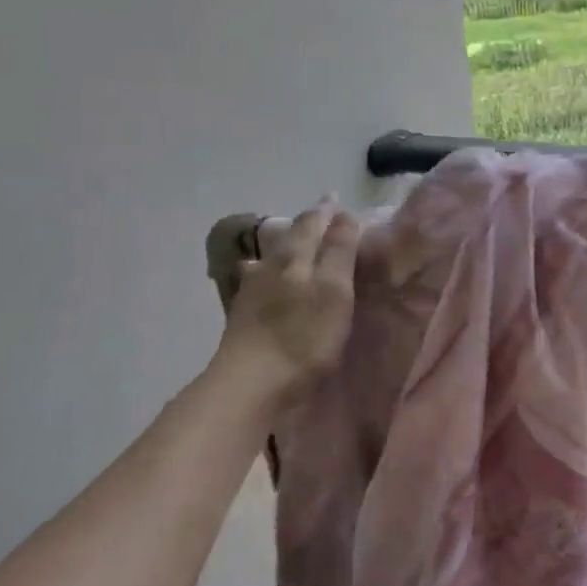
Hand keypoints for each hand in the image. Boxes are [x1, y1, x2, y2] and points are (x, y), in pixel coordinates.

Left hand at [215, 197, 360, 408]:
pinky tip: (262, 280)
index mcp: (293, 257)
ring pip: (270, 259)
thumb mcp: (334, 290)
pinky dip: (269, 274)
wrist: (249, 386)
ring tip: (294, 246)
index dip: (326, 211)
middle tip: (321, 218)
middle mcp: (268, 267)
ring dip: (284, 249)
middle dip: (306, 226)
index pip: (311, 223)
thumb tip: (344, 215)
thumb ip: (339, 251)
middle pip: (288, 238)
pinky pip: (259, 282)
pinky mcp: (242, 318)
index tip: (336, 199)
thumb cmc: (302, 337)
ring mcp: (250, 292)